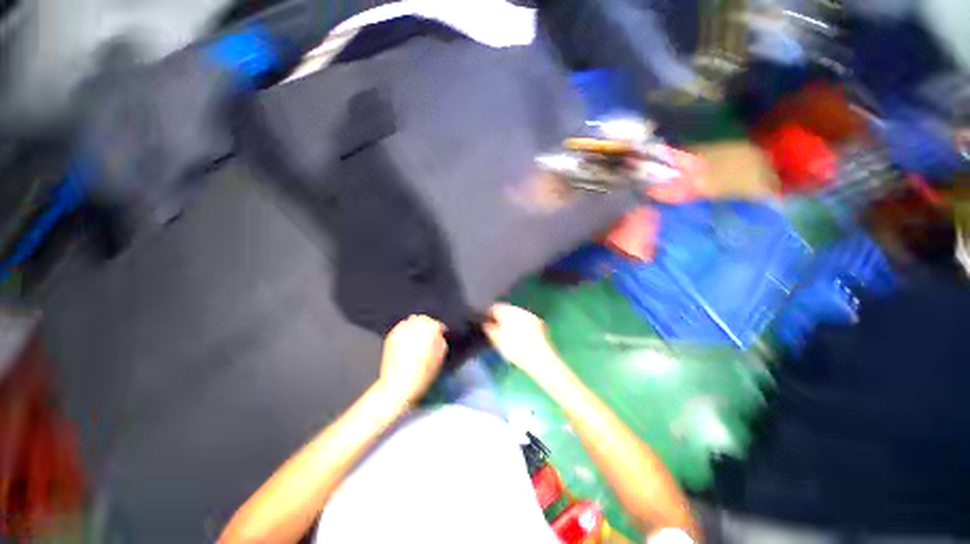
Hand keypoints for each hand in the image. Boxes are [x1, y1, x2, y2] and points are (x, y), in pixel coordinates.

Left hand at [376, 315, 447, 406]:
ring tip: (418, 337)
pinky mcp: (390, 336)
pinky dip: (405, 331)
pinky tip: (407, 341)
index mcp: (428, 330)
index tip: (440, 336)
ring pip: (411, 321)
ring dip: (415, 326)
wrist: (398, 386)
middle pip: (422, 319)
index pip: (436, 324)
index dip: (439, 330)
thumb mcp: (440, 357)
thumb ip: (441, 341)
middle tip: (429, 336)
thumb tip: (438, 335)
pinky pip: (401, 327)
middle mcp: (413, 326)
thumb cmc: (423, 373)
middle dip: (427, 325)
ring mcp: (400, 330)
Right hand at [483, 304, 561, 378]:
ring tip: (509, 330)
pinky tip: (521, 333)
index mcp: (507, 313)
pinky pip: (526, 318)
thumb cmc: (516, 350)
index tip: (487, 319)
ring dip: (512, 318)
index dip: (490, 313)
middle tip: (497, 325)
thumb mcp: (498, 341)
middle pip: (507, 309)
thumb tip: (486, 325)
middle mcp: (519, 311)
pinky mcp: (538, 322)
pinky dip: (522, 323)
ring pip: (517, 313)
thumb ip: (490, 330)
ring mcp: (530, 315)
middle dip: (502, 315)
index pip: (495, 307)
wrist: (539, 357)